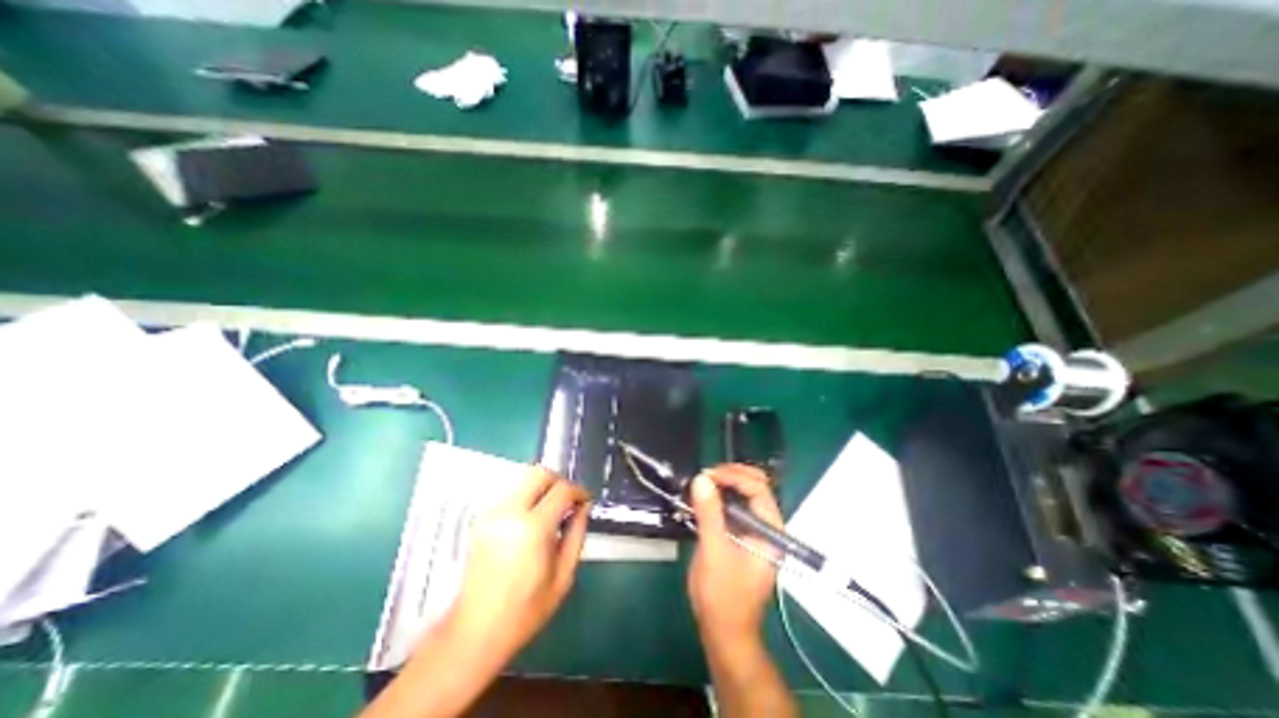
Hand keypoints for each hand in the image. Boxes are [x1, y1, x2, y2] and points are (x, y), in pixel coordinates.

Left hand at [441, 465, 588, 662]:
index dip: (578, 491)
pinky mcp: (482, 519)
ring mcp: (492, 514)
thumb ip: (576, 534)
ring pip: (524, 480)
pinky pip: (512, 494)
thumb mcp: (563, 576)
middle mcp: (509, 513)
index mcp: (532, 529)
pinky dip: (528, 498)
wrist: (473, 633)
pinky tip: (532, 522)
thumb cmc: (525, 611)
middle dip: (559, 482)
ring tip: (552, 513)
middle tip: (568, 501)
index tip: (585, 501)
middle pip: (540, 473)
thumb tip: (584, 507)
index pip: (561, 490)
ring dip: (543, 489)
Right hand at [684, 467, 784, 645]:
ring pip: (745, 495)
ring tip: (702, 484)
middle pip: (756, 486)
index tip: (707, 475)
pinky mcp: (742, 536)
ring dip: (725, 484)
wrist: (724, 632)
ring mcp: (755, 531)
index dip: (734, 476)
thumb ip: (709, 513)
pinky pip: (734, 507)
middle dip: (732, 475)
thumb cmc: (723, 595)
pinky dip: (719, 498)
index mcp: (770, 531)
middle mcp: (767, 527)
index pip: (759, 489)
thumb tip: (701, 478)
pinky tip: (703, 499)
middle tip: (705, 476)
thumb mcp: (714, 551)